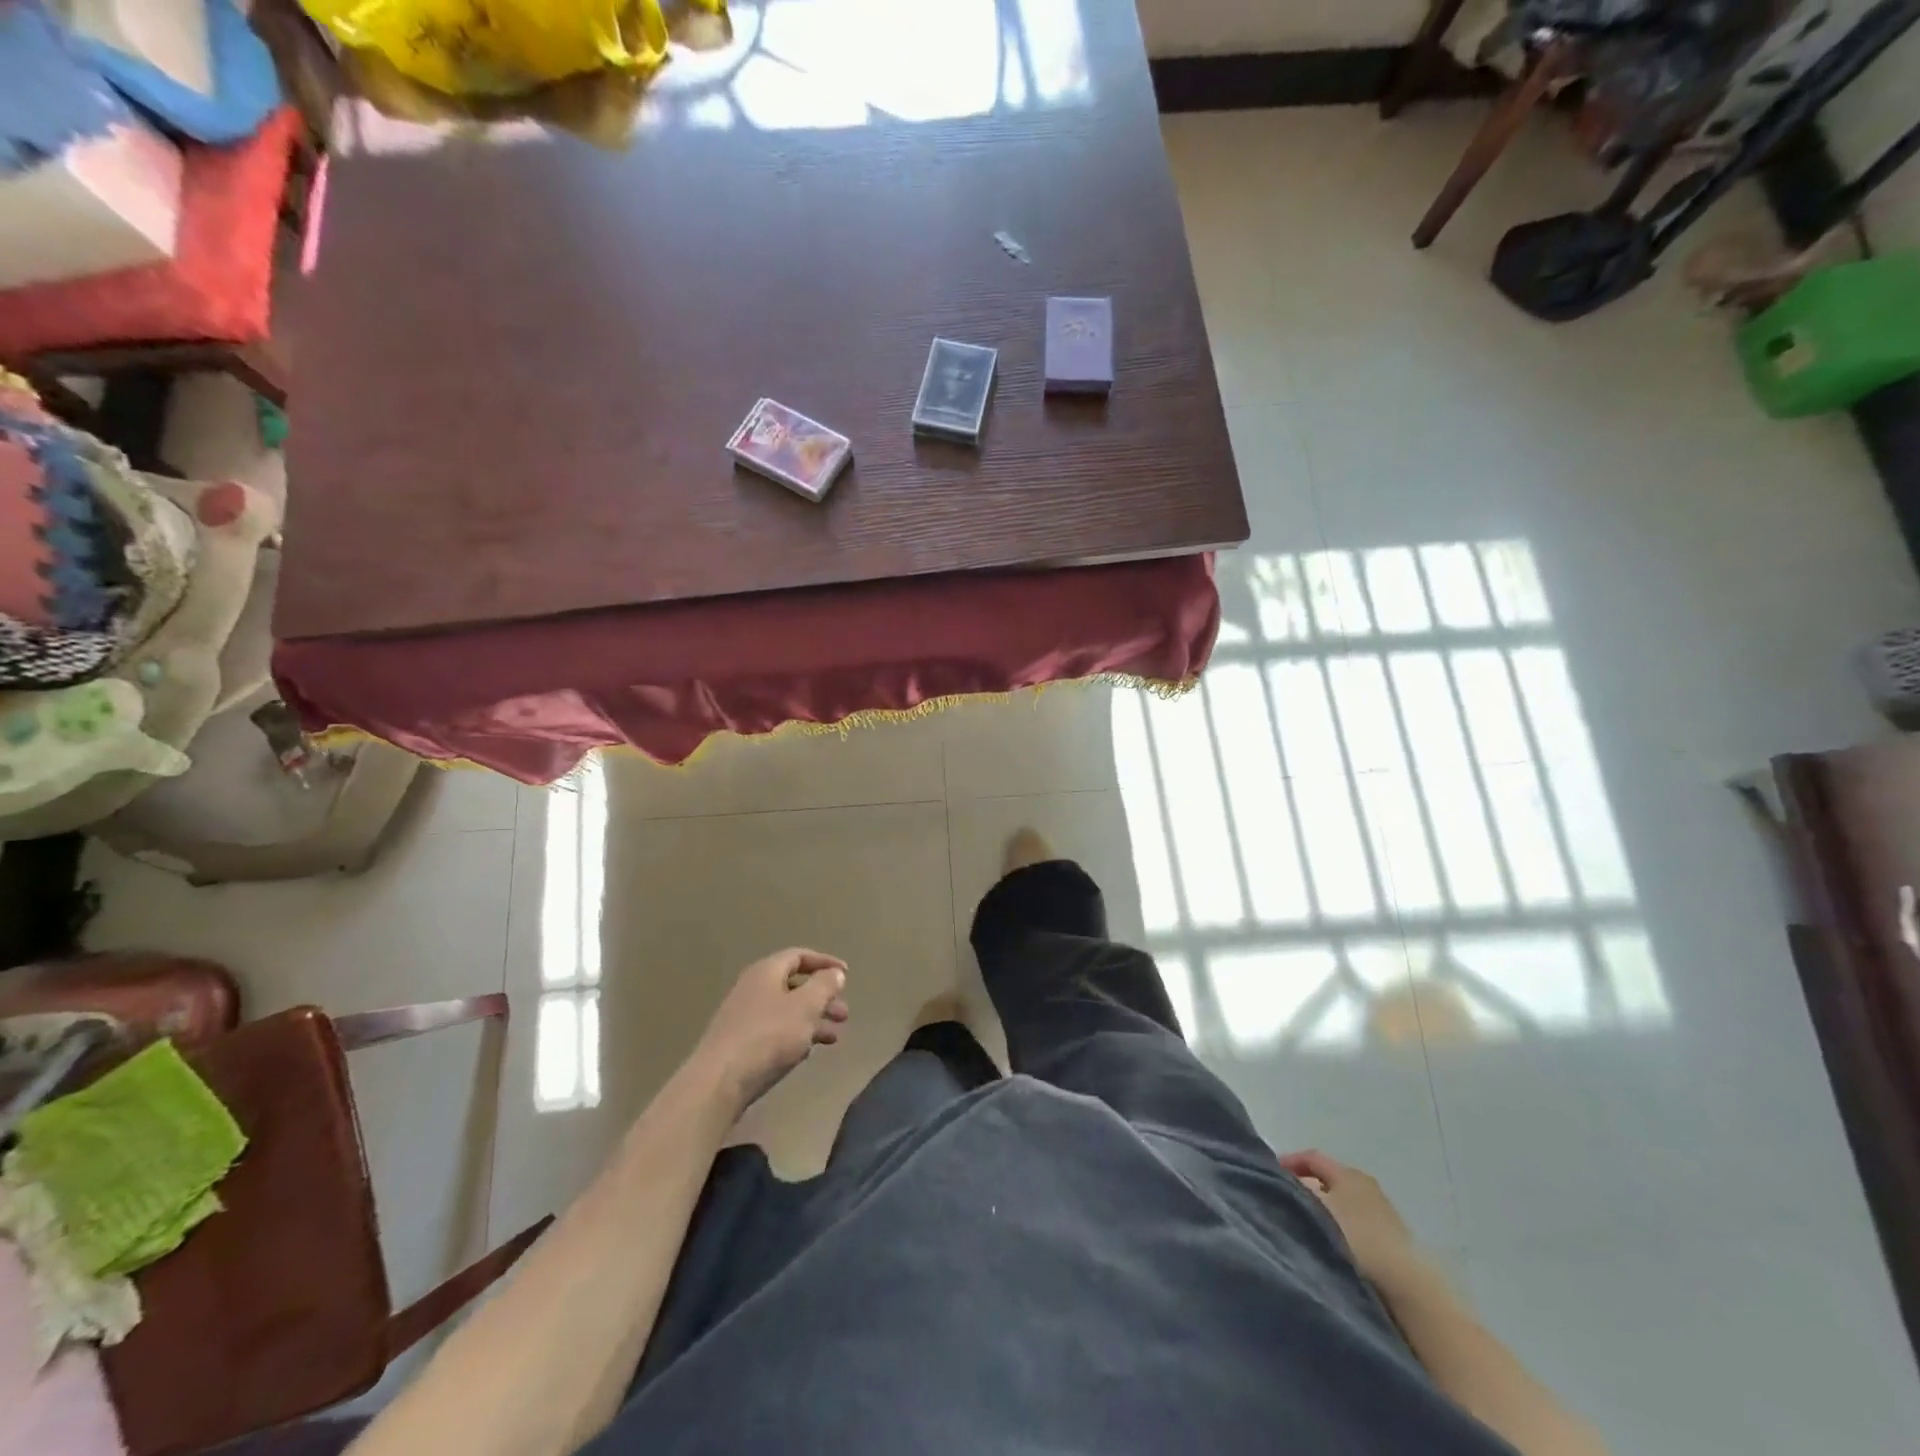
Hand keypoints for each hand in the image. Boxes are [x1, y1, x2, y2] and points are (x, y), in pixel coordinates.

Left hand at [690, 949, 849, 1118]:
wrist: (719, 1082)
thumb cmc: (768, 1036)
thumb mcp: (805, 1006)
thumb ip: (824, 986)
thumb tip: (834, 973)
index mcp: (766, 972)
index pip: (799, 956)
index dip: (825, 962)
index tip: (846, 975)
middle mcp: (753, 988)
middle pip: (794, 985)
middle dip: (822, 997)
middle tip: (843, 1014)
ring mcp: (744, 1017)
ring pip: (787, 1011)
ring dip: (813, 1020)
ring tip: (834, 1038)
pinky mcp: (740, 1044)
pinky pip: (775, 1031)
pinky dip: (795, 1035)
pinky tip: (807, 1052)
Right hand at [1279, 1149, 1432, 1295]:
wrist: (1406, 1285)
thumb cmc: (1356, 1238)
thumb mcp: (1317, 1210)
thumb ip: (1298, 1193)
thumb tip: (1286, 1185)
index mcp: (1348, 1173)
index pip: (1313, 1157)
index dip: (1290, 1161)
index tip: (1271, 1174)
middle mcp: (1367, 1185)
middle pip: (1329, 1179)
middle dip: (1306, 1186)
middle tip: (1287, 1200)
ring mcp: (1383, 1212)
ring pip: (1343, 1202)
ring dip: (1324, 1209)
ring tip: (1307, 1225)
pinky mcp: (1392, 1239)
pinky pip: (1356, 1223)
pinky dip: (1340, 1226)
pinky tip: (1333, 1244)